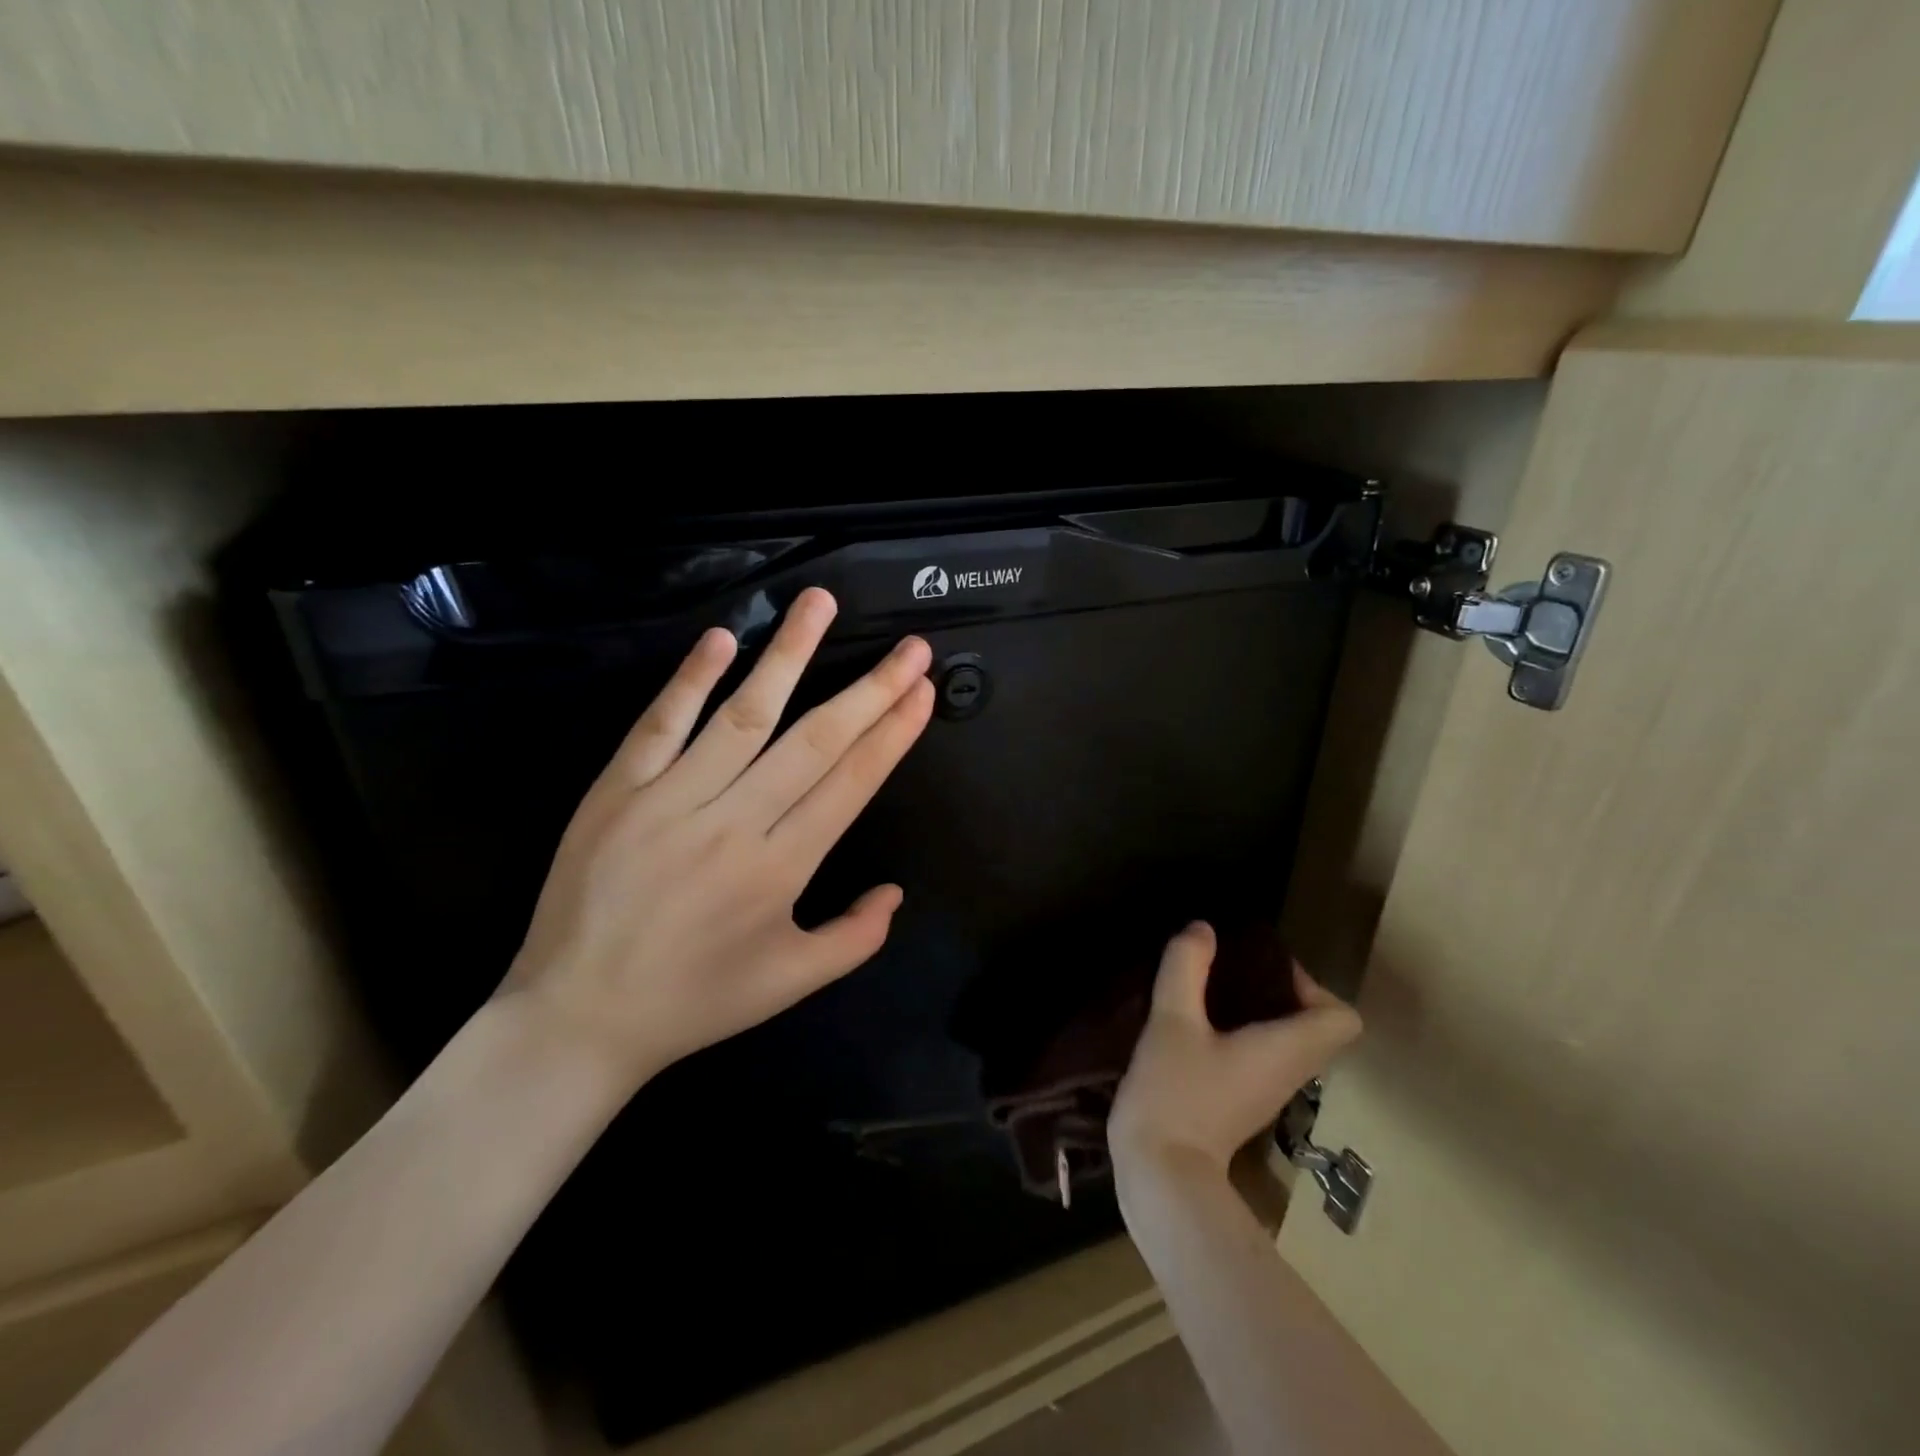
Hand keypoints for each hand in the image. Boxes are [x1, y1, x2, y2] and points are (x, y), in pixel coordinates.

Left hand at [501, 588, 934, 1090]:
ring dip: (787, 654)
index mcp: (779, 869)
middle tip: (909, 646)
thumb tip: (896, 890)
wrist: (578, 1018)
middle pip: (814, 742)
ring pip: (743, 715)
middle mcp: (734, 824)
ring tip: (820, 602)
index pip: (851, 784)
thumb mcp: (790, 984)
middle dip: (869, 689)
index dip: (892, 733)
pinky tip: (723, 638)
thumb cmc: (694, 1001)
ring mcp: (671, 800)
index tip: (921, 691)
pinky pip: (660, 725)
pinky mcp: (617, 790)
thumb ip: (854, 938)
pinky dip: (691, 679)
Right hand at [1110, 921, 1361, 1178]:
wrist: (1159, 1174)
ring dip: (1259, 1012)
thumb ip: (1186, 968)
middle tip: (1233, 970)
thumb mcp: (1172, 1020)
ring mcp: (1264, 1093)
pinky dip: (1240, 1033)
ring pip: (1286, 1043)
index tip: (1264, 970)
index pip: (1341, 1020)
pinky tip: (1195, 1023)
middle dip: (1281, 992)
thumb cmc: (1175, 1093)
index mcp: (1286, 1052)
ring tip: (1211, 989)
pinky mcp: (1239, 1102)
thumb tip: (1203, 929)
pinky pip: (1258, 1057)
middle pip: (1314, 1028)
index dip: (1313, 986)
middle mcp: (1288, 1073)